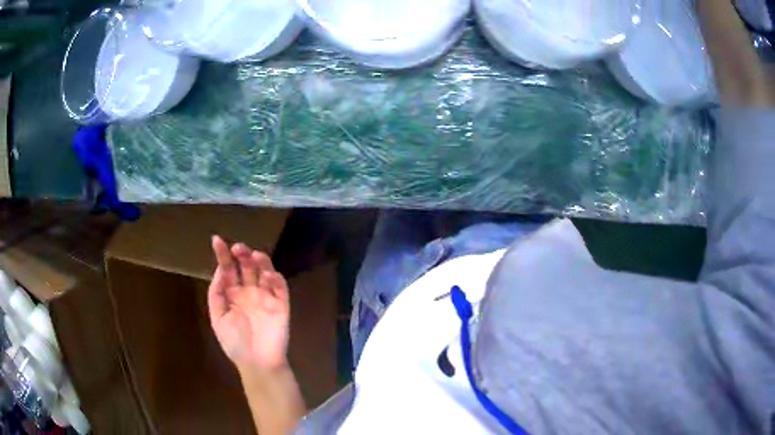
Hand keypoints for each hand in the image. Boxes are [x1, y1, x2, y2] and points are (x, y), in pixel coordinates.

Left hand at [208, 236, 290, 372]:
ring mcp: (265, 297)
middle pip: (246, 267)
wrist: (257, 363)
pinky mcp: (281, 305)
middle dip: (241, 254)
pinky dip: (274, 278)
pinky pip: (280, 288)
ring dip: (260, 261)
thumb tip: (221, 270)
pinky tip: (266, 275)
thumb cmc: (235, 343)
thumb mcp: (218, 318)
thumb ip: (217, 293)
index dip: (222, 255)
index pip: (228, 269)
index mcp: (232, 294)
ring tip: (253, 254)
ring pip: (264, 272)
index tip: (217, 240)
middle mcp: (249, 291)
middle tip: (237, 248)